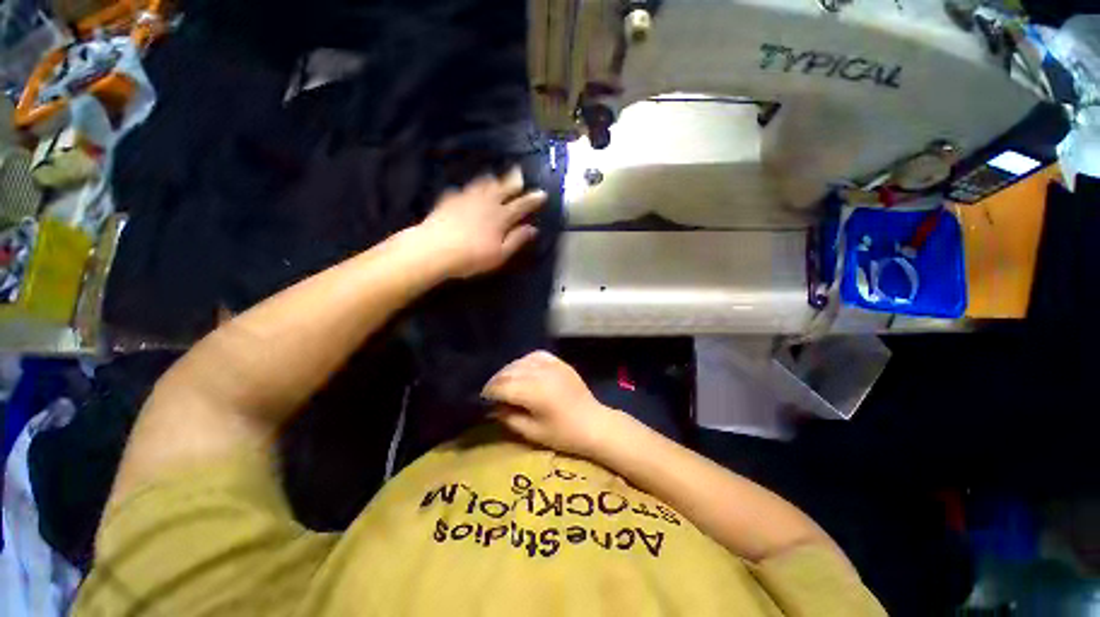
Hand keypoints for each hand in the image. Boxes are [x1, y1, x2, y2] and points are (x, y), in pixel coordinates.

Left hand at [417, 166, 545, 278]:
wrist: (434, 249)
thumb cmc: (472, 256)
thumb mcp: (500, 254)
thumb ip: (517, 239)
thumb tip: (533, 229)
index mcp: (501, 217)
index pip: (521, 205)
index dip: (533, 199)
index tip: (542, 193)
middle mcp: (486, 203)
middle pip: (503, 188)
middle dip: (513, 180)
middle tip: (519, 172)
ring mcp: (466, 198)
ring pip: (482, 184)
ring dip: (491, 180)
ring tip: (494, 176)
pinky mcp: (449, 199)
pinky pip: (462, 189)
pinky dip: (468, 188)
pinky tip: (465, 190)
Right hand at [482, 351, 624, 458]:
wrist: (594, 423)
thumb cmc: (563, 434)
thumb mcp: (532, 432)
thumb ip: (509, 417)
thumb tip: (493, 407)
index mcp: (534, 392)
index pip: (502, 386)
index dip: (488, 391)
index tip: (482, 399)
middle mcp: (541, 373)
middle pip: (509, 371)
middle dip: (496, 381)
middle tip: (491, 393)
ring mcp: (551, 365)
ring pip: (520, 361)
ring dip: (509, 371)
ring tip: (505, 382)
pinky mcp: (559, 362)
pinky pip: (536, 355)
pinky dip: (525, 361)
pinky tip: (523, 370)